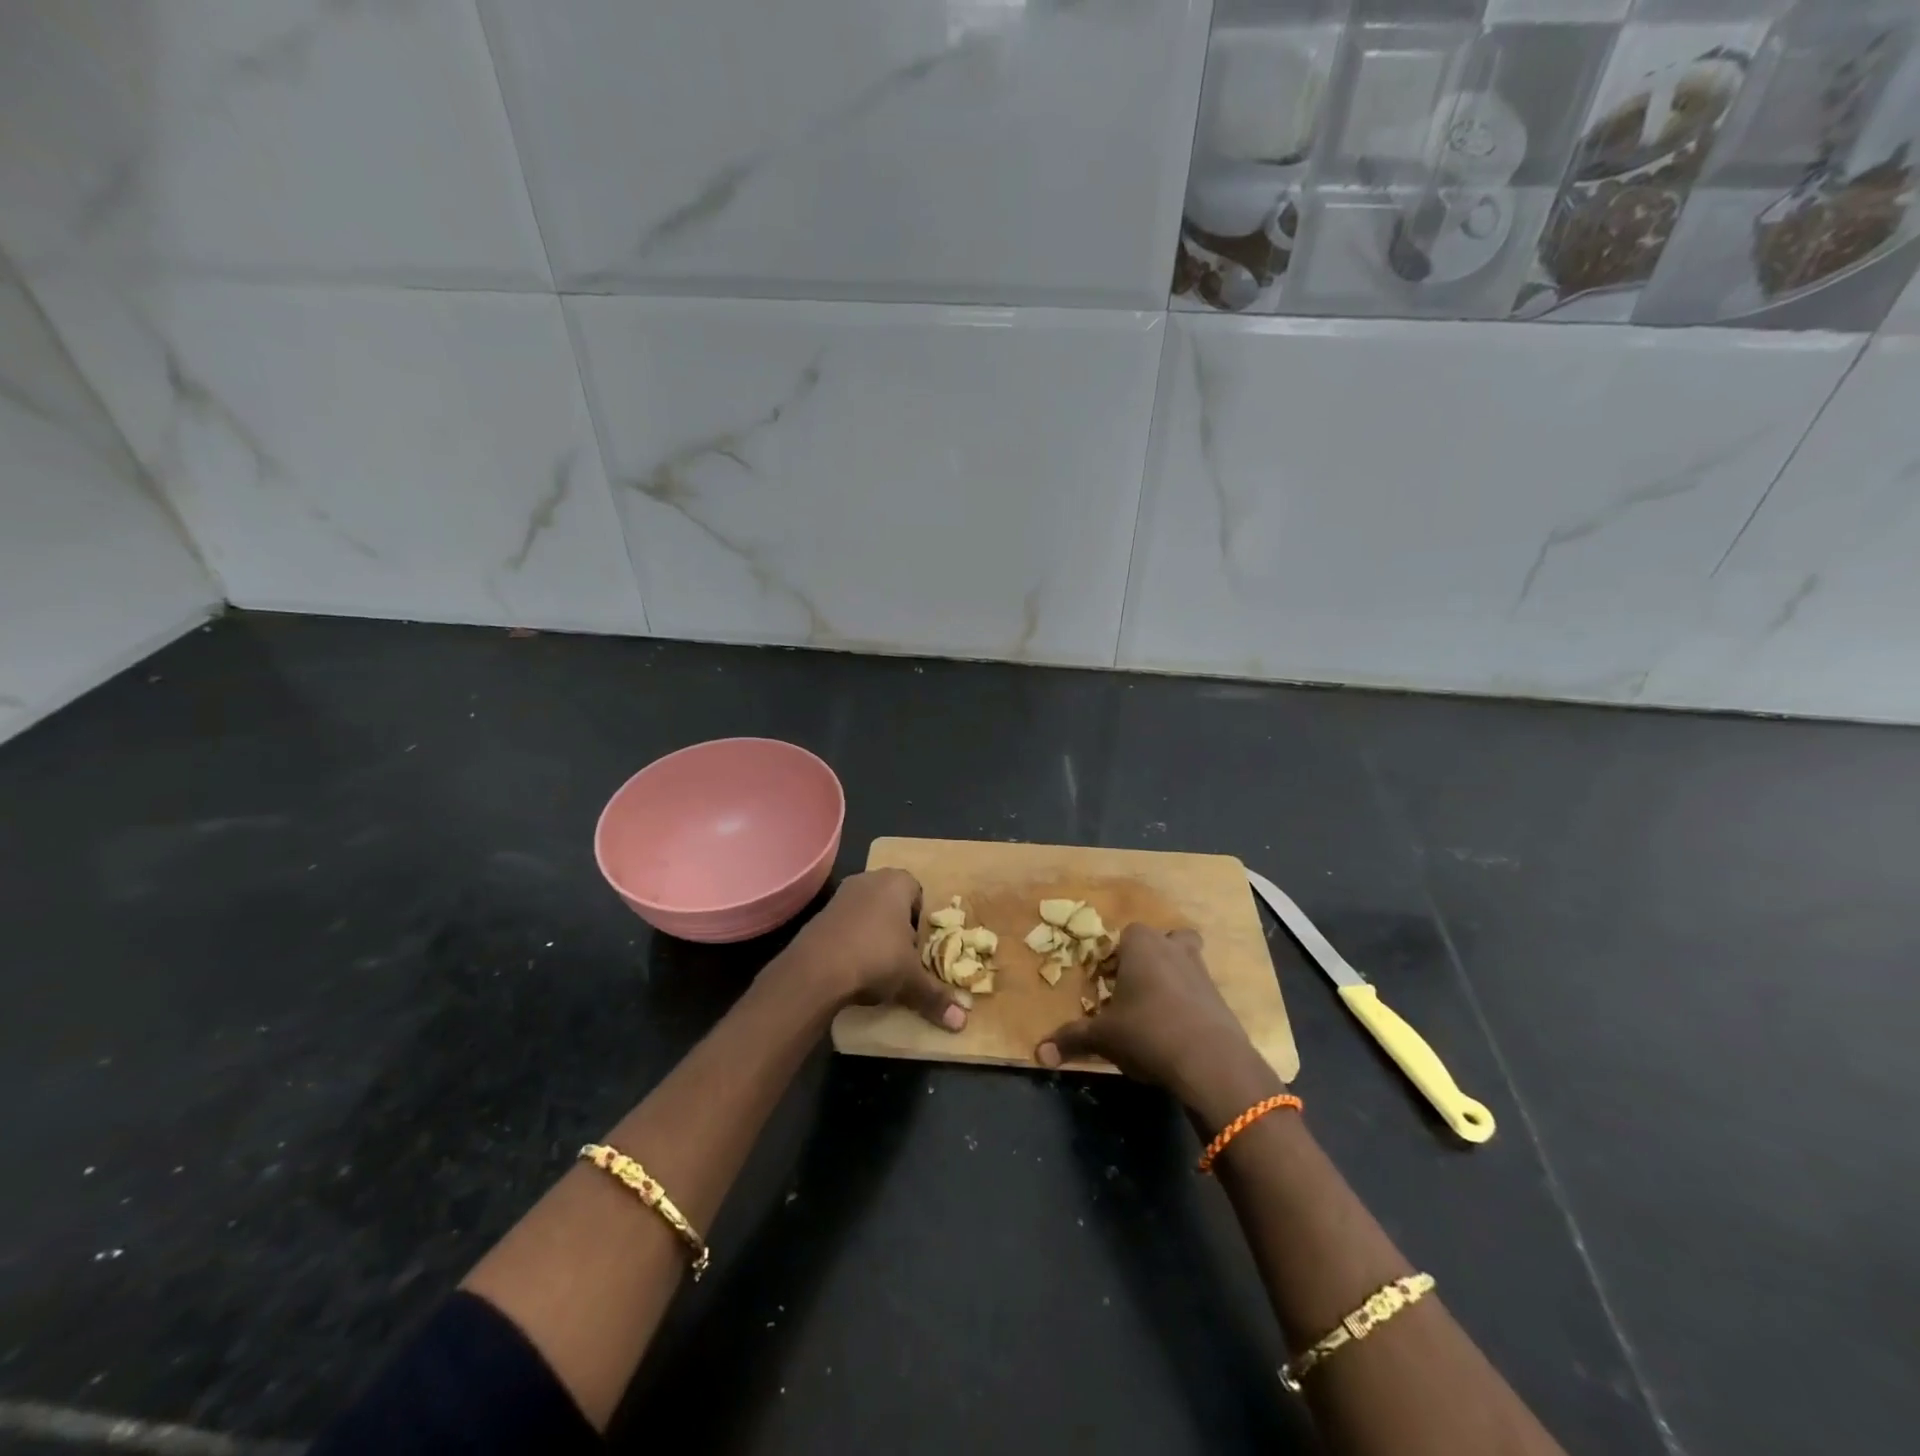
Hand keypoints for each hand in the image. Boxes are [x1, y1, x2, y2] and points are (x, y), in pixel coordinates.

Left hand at [783, 869, 966, 1031]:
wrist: (816, 970)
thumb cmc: (876, 959)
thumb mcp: (911, 980)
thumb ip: (936, 997)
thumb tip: (961, 1022)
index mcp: (897, 883)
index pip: (918, 893)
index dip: (921, 921)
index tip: (919, 947)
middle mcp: (869, 879)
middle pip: (891, 901)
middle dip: (898, 926)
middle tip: (902, 957)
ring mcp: (841, 894)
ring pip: (867, 912)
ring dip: (873, 933)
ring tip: (877, 965)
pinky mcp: (820, 914)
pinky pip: (845, 923)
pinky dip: (851, 940)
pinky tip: (852, 966)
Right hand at [1035, 924, 1279, 1117]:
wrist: (1211, 1063)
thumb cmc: (1147, 1033)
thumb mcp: (1103, 1037)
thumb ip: (1072, 1039)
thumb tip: (1039, 1053)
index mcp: (1141, 945)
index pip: (1124, 935)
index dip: (1114, 958)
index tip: (1107, 984)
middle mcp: (1173, 948)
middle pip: (1162, 941)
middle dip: (1149, 960)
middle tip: (1133, 991)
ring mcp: (1202, 972)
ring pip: (1186, 962)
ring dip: (1172, 979)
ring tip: (1155, 1012)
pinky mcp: (1221, 999)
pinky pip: (1200, 992)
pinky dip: (1189, 1005)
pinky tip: (1177, 1033)